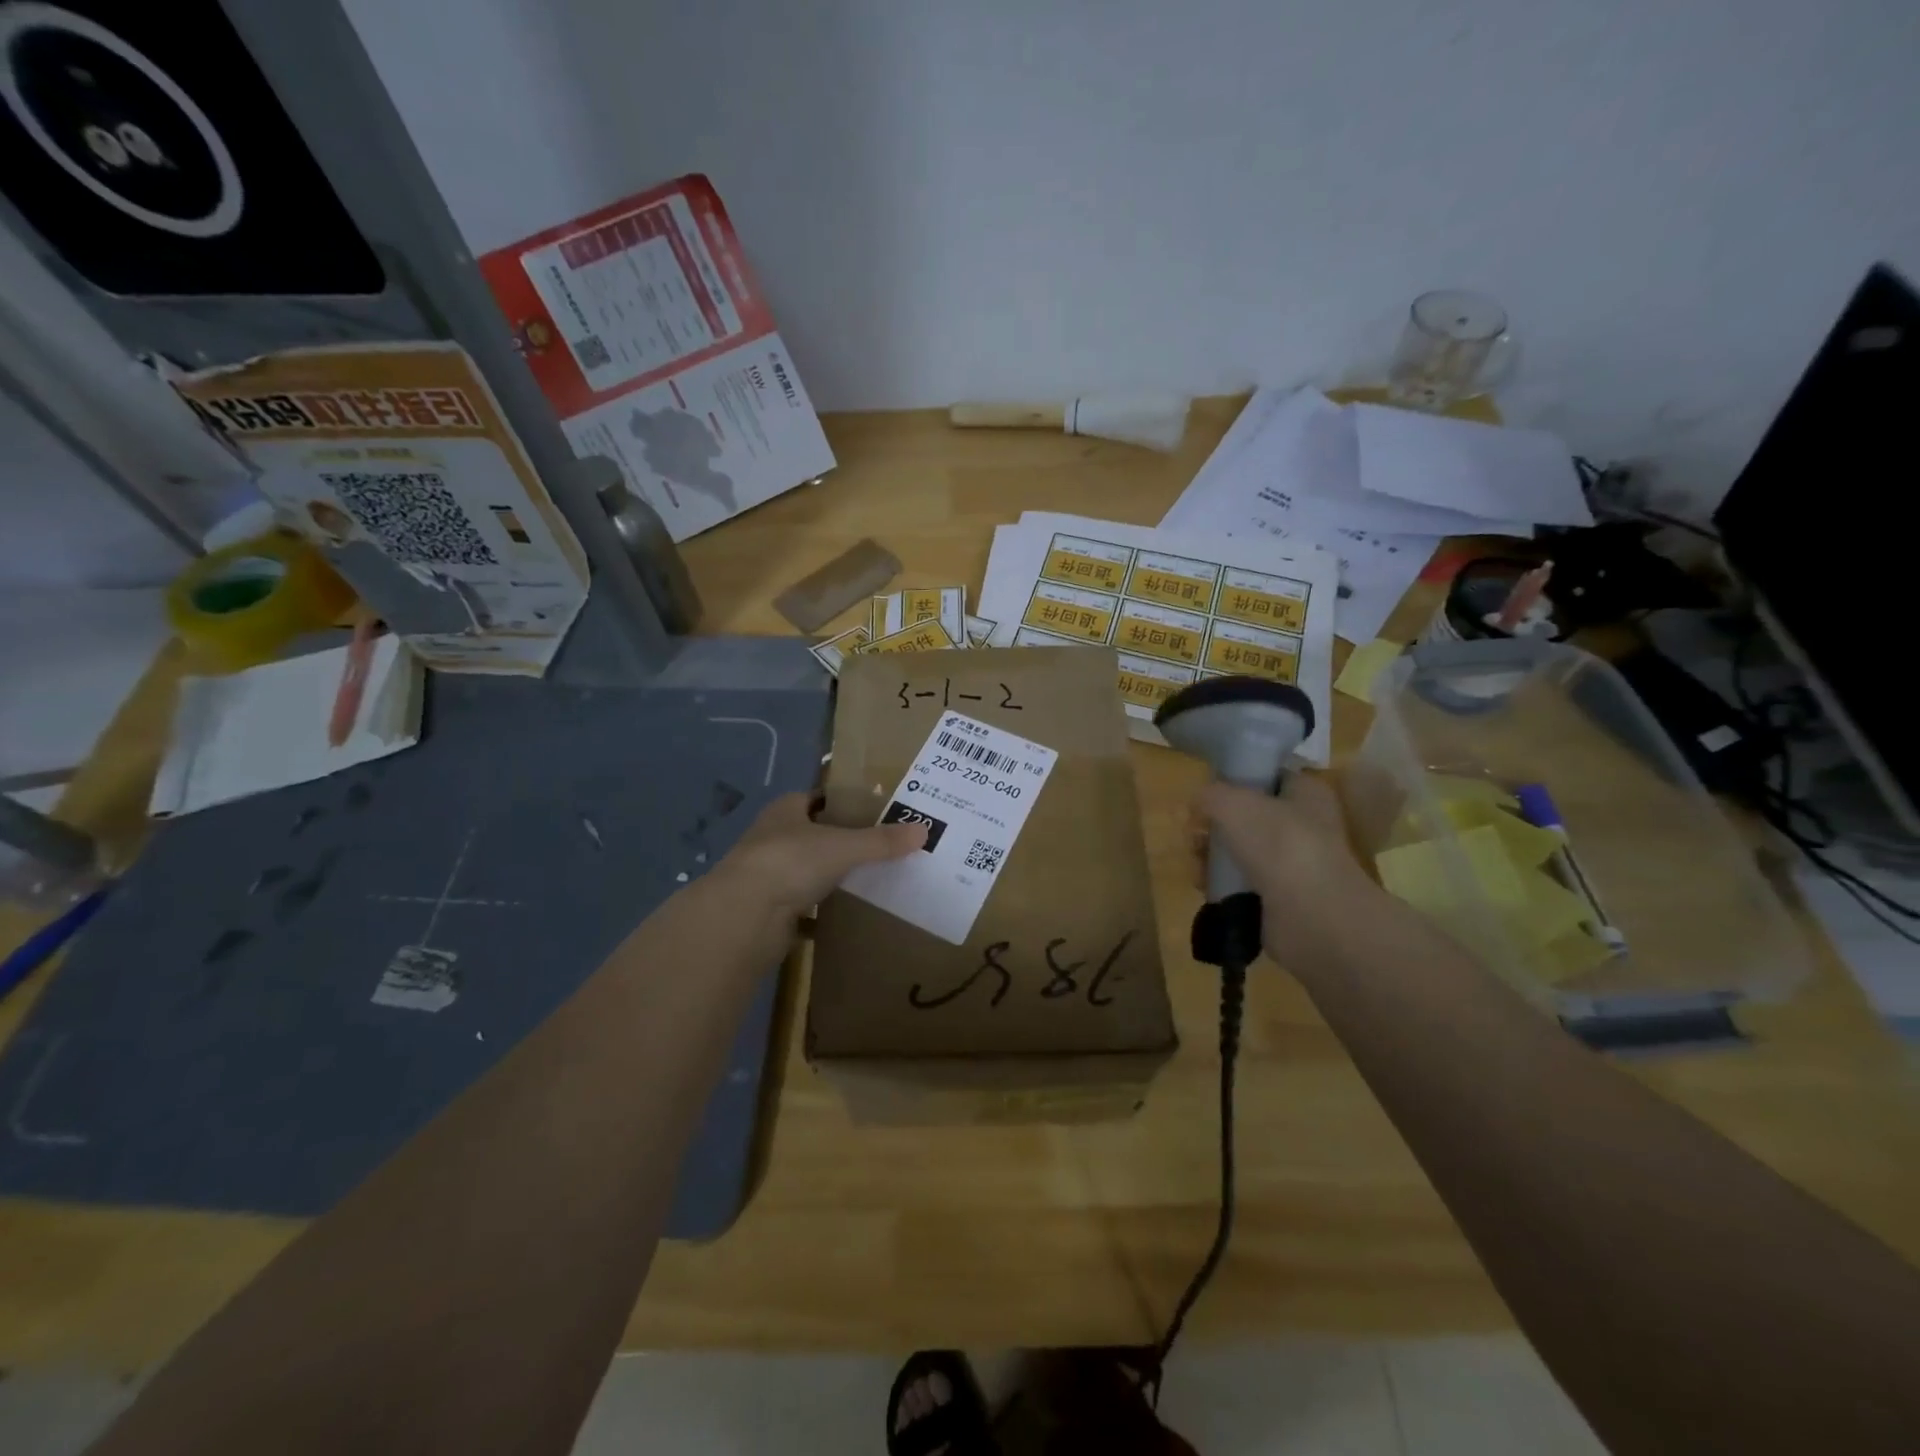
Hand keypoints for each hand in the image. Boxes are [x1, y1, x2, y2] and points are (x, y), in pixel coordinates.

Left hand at [713, 792, 925, 921]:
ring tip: (868, 880)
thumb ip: (881, 841)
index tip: (872, 812)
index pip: (816, 798)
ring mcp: (767, 875)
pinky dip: (820, 913)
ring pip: (806, 871)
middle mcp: (773, 838)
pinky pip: (802, 907)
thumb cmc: (790, 862)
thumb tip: (924, 830)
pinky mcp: (768, 909)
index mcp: (785, 811)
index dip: (841, 802)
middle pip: (812, 835)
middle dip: (840, 842)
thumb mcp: (843, 846)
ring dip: (829, 876)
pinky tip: (844, 917)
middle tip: (880, 848)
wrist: (743, 916)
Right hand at [1194, 772, 1385, 975]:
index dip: (1235, 781)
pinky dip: (1219, 883)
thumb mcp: (1233, 802)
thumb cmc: (1278, 844)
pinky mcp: (1278, 899)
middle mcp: (1303, 826)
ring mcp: (1292, 865)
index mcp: (1306, 794)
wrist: (1310, 915)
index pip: (1268, 777)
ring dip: (1210, 855)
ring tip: (1195, 862)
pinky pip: (1239, 883)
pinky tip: (1203, 884)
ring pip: (1239, 851)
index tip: (1207, 793)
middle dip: (1213, 824)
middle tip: (1195, 832)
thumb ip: (1209, 794)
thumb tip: (1198, 803)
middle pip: (1246, 817)